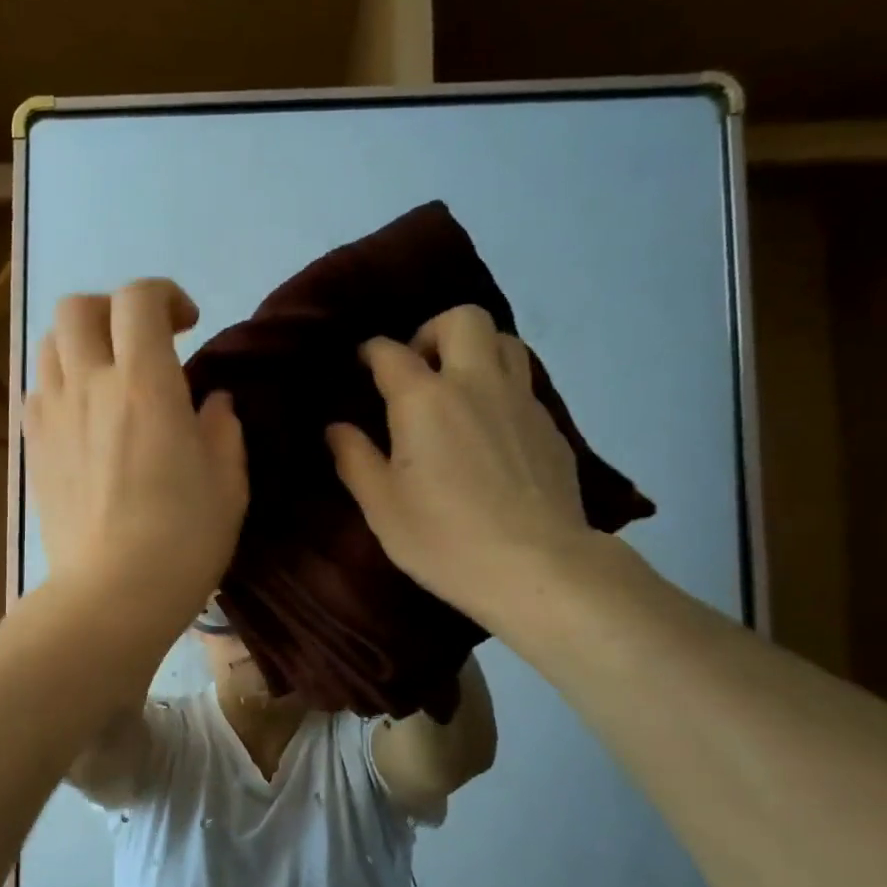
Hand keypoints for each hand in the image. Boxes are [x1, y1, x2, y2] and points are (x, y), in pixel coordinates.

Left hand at [24, 279, 247, 633]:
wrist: (112, 595)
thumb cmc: (183, 540)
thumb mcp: (227, 483)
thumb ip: (222, 430)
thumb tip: (212, 404)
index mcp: (145, 384)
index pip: (139, 299)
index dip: (165, 295)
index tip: (188, 324)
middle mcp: (89, 385)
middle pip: (78, 307)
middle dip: (113, 309)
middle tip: (142, 341)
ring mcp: (53, 416)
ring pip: (50, 344)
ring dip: (82, 343)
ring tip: (109, 374)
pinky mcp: (33, 448)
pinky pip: (38, 390)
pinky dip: (62, 383)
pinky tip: (85, 416)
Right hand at [326, 305, 593, 623]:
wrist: (537, 567)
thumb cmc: (445, 539)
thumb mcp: (381, 506)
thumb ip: (354, 458)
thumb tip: (336, 428)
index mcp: (425, 399)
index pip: (390, 352)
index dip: (371, 351)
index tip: (362, 362)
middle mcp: (476, 383)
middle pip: (462, 319)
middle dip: (433, 331)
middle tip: (418, 370)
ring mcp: (521, 401)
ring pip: (504, 342)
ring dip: (475, 351)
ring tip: (457, 389)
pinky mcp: (550, 427)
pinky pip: (524, 384)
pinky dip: (501, 388)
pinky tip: (490, 430)